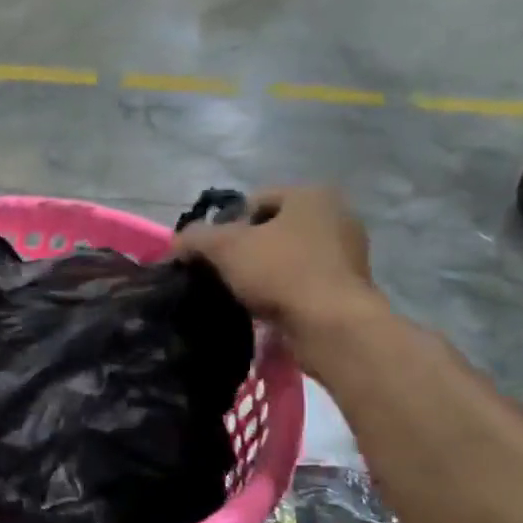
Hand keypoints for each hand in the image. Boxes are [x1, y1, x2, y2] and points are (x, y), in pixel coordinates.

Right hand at [175, 186, 386, 373]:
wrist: (332, 327)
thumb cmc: (281, 272)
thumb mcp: (225, 247)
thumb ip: (195, 238)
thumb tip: (174, 244)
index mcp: (312, 195)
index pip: (254, 201)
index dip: (226, 224)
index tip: (211, 253)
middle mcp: (336, 216)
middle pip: (272, 229)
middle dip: (245, 250)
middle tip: (222, 274)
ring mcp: (347, 253)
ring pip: (287, 257)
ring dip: (263, 273)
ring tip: (240, 294)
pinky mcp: (348, 287)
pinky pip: (303, 282)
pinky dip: (283, 292)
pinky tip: (265, 309)